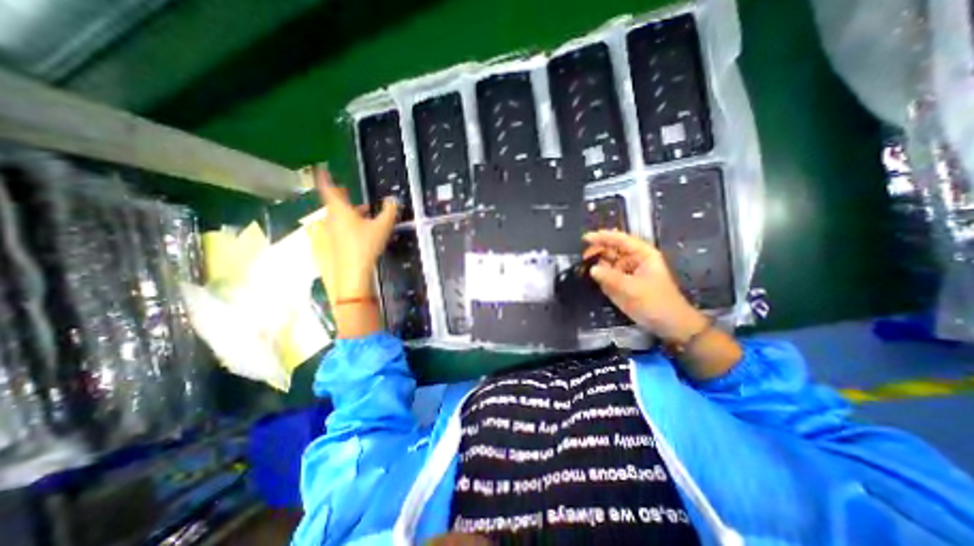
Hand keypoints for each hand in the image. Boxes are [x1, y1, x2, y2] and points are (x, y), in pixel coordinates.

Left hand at [303, 168, 393, 337]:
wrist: (351, 275)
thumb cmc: (366, 246)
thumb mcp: (383, 227)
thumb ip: (390, 211)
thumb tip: (394, 200)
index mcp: (340, 210)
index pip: (328, 188)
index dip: (325, 177)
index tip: (322, 168)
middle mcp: (328, 219)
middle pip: (332, 204)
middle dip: (342, 199)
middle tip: (352, 198)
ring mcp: (324, 234)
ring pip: (333, 219)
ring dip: (344, 215)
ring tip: (360, 219)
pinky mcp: (324, 246)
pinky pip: (330, 231)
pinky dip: (339, 228)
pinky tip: (351, 236)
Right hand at [577, 228, 709, 340]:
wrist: (667, 324)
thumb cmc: (657, 302)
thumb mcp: (634, 289)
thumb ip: (612, 278)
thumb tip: (592, 269)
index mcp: (642, 254)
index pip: (621, 240)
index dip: (603, 237)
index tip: (586, 238)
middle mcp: (633, 260)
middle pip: (612, 249)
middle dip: (598, 250)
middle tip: (584, 257)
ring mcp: (626, 271)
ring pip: (607, 262)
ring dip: (597, 263)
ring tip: (585, 267)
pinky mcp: (621, 283)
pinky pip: (606, 275)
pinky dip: (599, 275)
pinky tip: (592, 277)